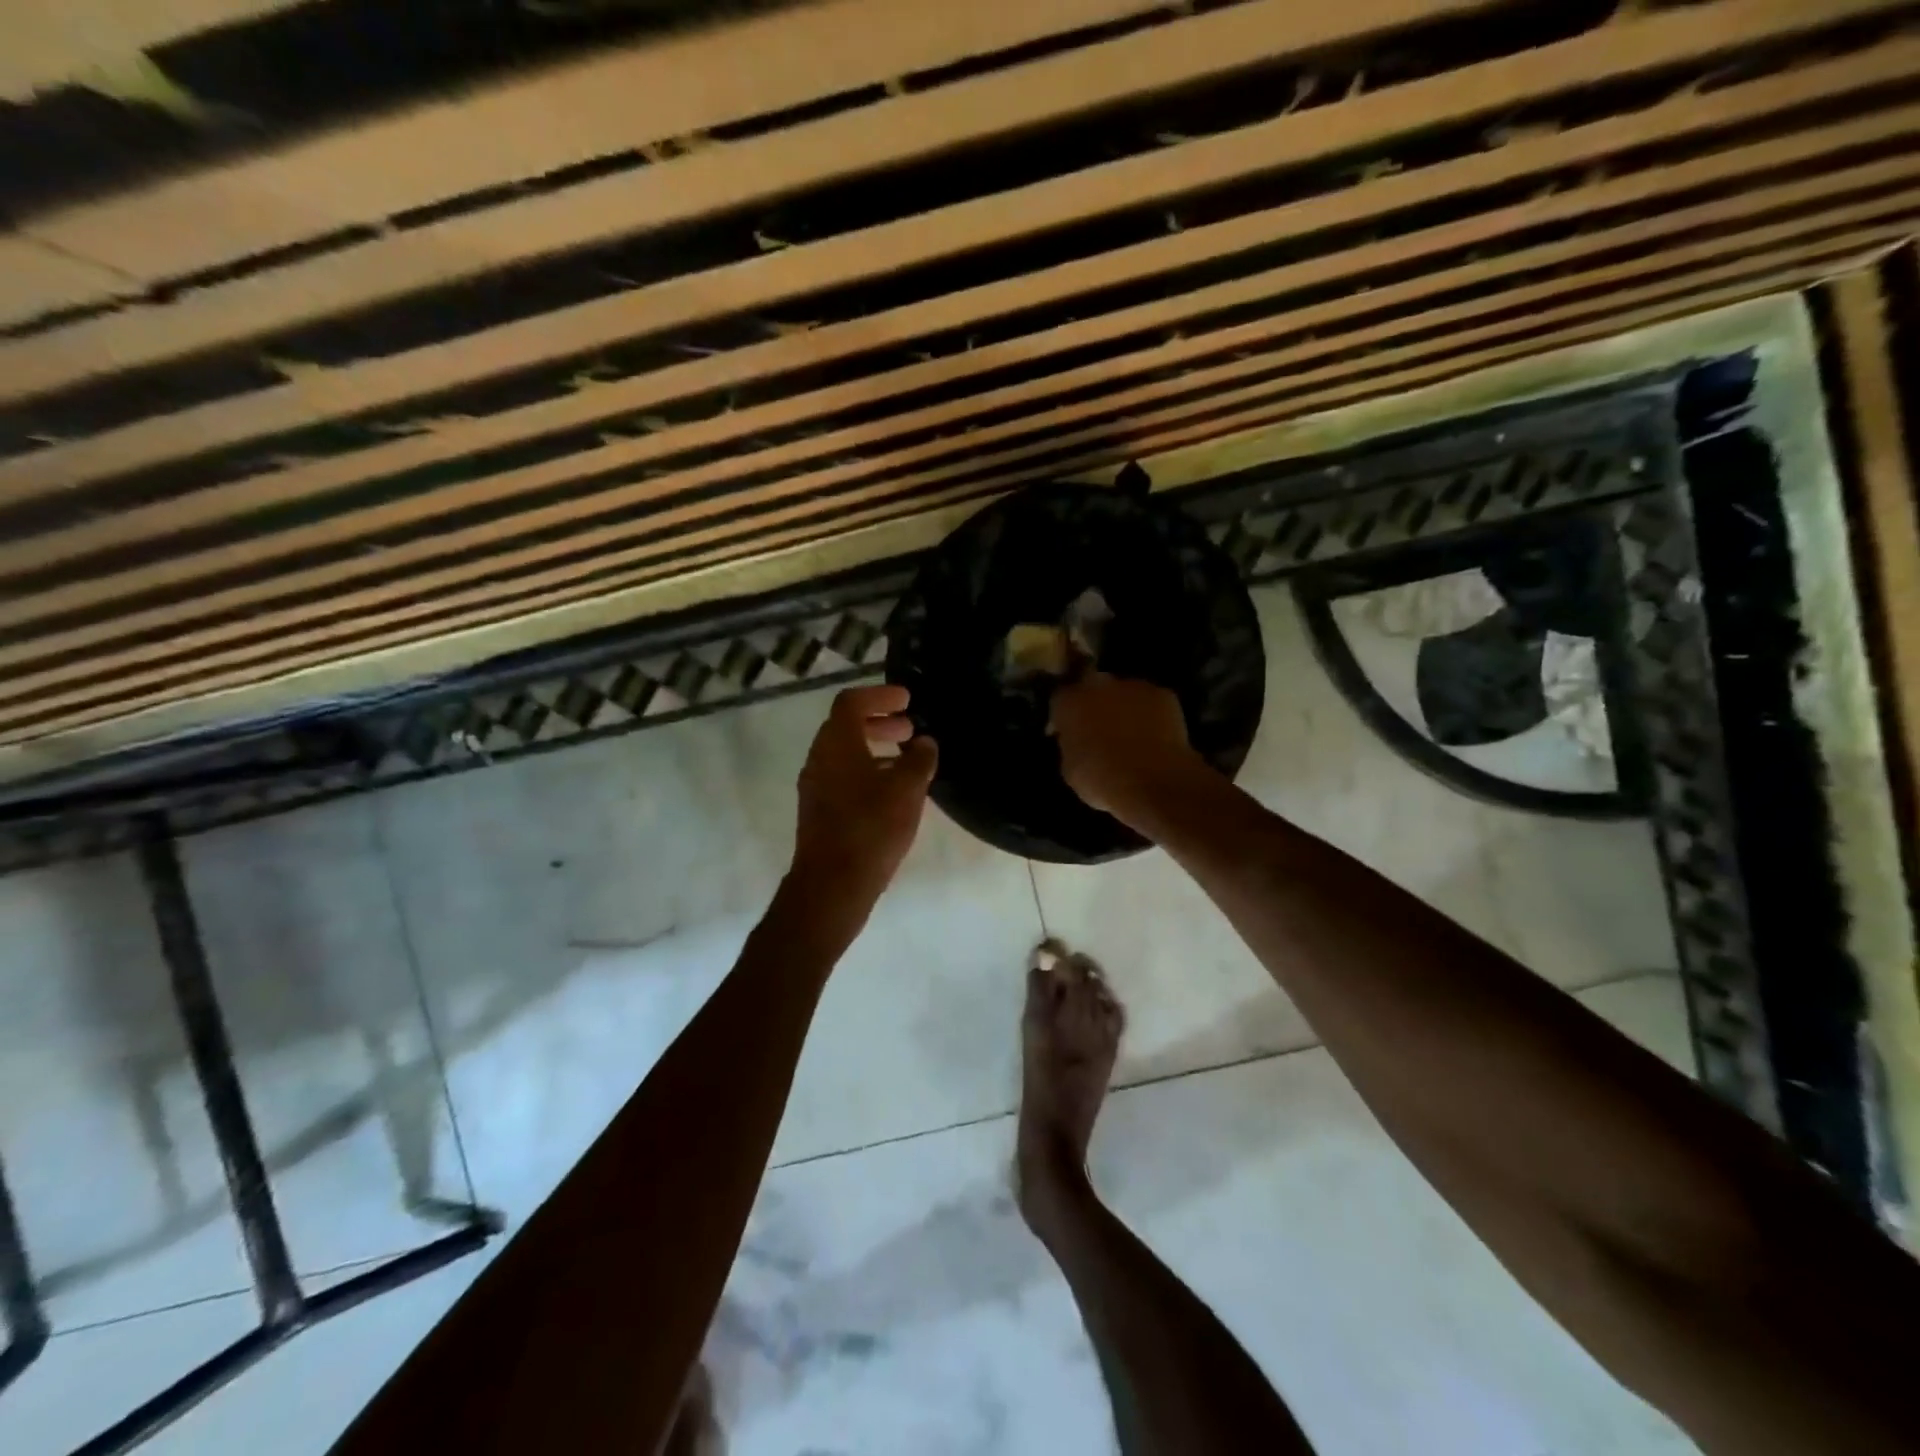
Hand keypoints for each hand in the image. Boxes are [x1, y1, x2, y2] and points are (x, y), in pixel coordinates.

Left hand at [790, 685, 938, 909]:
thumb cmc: (871, 828)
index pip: (851, 702)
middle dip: (879, 722)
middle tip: (909, 729)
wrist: (831, 885)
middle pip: (846, 726)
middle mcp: (819, 758)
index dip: (880, 695)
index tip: (907, 700)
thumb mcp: (906, 790)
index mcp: (836, 744)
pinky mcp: (819, 811)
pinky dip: (867, 771)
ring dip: (874, 748)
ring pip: (845, 754)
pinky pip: (842, 777)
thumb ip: (919, 760)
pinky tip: (891, 792)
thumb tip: (925, 743)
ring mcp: (815, 786)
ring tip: (906, 761)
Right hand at [1050, 673, 1203, 825]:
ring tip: (1129, 735)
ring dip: (1122, 708)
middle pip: (1092, 688)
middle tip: (1098, 731)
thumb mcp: (1070, 769)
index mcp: (1070, 702)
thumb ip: (1071, 745)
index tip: (1066, 733)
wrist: (1155, 783)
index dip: (1063, 716)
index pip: (1060, 699)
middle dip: (1093, 705)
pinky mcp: (1164, 695)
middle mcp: (1099, 685)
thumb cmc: (1102, 781)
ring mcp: (1134, 686)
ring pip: (1123, 693)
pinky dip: (1149, 715)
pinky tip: (1153, 737)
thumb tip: (1078, 741)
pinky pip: (1150, 702)